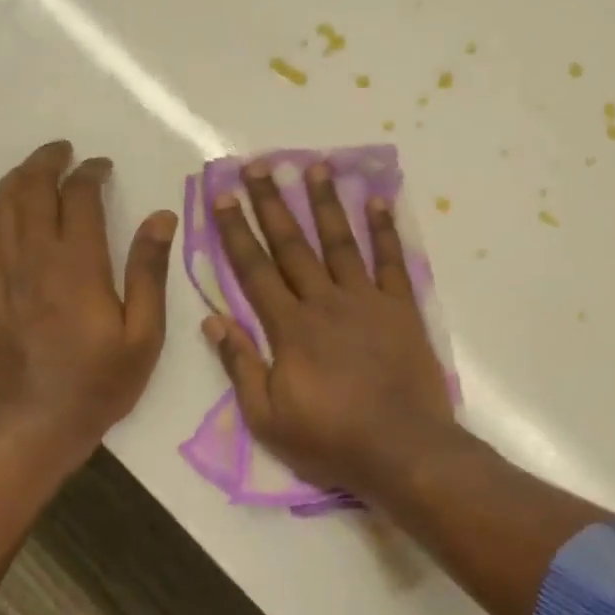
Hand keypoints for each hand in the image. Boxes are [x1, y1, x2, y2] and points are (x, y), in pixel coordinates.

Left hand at [0, 141, 176, 460]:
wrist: (41, 422)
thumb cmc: (103, 380)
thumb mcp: (145, 332)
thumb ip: (150, 271)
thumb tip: (161, 218)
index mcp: (78, 266)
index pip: (79, 199)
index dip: (90, 174)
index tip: (103, 166)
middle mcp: (35, 260)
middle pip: (31, 192)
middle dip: (47, 162)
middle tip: (64, 151)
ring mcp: (4, 276)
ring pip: (0, 209)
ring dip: (17, 180)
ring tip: (35, 168)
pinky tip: (1, 212)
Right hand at [206, 161, 455, 498]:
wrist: (401, 449)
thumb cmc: (330, 439)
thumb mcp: (267, 417)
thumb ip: (241, 366)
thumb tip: (212, 321)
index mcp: (289, 328)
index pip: (254, 270)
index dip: (236, 231)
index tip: (222, 197)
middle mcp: (325, 302)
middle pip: (292, 245)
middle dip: (271, 203)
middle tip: (257, 165)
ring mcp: (366, 301)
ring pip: (341, 241)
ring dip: (325, 202)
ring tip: (314, 165)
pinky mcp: (401, 308)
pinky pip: (392, 261)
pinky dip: (385, 229)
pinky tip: (378, 200)